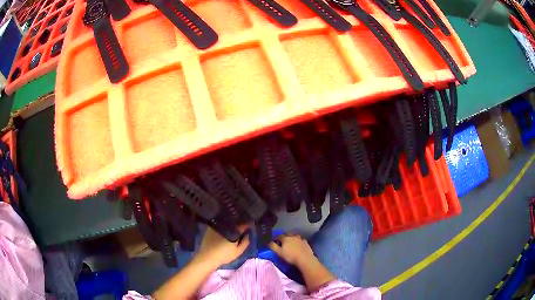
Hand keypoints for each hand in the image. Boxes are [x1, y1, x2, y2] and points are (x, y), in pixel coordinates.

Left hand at [196, 225, 249, 266]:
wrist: (207, 257)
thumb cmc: (224, 255)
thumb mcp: (238, 251)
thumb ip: (245, 242)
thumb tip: (247, 234)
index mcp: (233, 231)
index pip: (243, 225)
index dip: (247, 225)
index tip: (249, 226)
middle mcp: (225, 226)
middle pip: (235, 221)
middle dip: (240, 223)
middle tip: (242, 227)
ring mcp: (217, 226)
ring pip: (227, 221)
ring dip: (232, 223)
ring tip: (234, 227)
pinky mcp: (211, 228)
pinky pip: (220, 223)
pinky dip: (224, 225)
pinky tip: (224, 229)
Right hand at [269, 234, 316, 266]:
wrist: (304, 259)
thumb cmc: (290, 256)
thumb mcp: (279, 252)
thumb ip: (273, 246)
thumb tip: (268, 242)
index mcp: (285, 238)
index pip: (279, 236)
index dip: (276, 238)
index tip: (274, 242)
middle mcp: (293, 236)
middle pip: (287, 234)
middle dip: (284, 236)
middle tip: (282, 241)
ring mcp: (300, 239)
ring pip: (294, 235)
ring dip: (291, 237)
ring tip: (290, 241)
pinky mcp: (305, 242)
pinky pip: (301, 239)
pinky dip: (298, 240)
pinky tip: (298, 243)